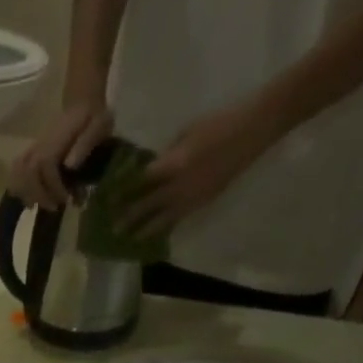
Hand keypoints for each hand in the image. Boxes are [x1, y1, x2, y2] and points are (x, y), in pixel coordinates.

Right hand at [9, 100, 114, 207]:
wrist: (82, 101)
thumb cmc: (93, 116)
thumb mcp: (99, 124)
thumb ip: (86, 143)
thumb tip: (69, 165)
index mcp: (57, 138)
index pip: (46, 165)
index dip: (53, 186)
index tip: (66, 199)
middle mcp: (41, 143)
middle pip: (29, 172)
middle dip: (40, 194)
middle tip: (55, 207)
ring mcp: (34, 147)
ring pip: (19, 171)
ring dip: (27, 193)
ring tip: (40, 205)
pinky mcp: (32, 152)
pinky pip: (16, 169)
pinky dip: (18, 186)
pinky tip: (28, 199)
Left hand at [122, 102, 281, 237]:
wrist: (253, 130)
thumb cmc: (219, 123)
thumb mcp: (187, 132)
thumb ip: (167, 154)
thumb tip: (150, 169)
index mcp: (173, 164)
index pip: (141, 182)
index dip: (124, 192)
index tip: (109, 200)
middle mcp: (179, 186)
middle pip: (147, 206)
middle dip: (129, 218)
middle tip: (113, 228)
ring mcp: (191, 198)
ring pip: (162, 220)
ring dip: (144, 230)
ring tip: (130, 239)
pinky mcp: (202, 204)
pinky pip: (177, 220)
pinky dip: (164, 227)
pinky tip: (154, 233)